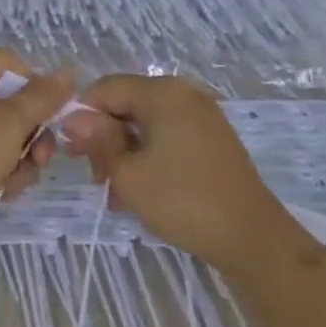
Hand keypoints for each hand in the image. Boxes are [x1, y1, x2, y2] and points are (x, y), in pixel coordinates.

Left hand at [0, 50, 71, 252]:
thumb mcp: (12, 121)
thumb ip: (43, 96)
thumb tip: (68, 73)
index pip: (10, 63)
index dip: (36, 84)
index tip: (52, 112)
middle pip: (9, 102)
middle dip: (33, 131)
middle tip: (42, 156)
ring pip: (2, 134)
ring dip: (20, 157)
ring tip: (18, 179)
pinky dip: (0, 172)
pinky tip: (3, 191)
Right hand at [62, 75, 287, 270]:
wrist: (252, 238)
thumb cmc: (183, 201)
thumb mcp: (129, 174)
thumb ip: (98, 141)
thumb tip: (73, 119)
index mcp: (162, 92)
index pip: (105, 88)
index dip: (83, 116)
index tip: (73, 153)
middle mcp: (183, 93)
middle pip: (126, 104)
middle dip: (105, 139)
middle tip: (97, 180)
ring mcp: (201, 115)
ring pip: (145, 124)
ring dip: (125, 153)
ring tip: (117, 195)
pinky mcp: (211, 137)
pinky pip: (167, 135)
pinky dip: (148, 156)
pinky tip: (141, 190)